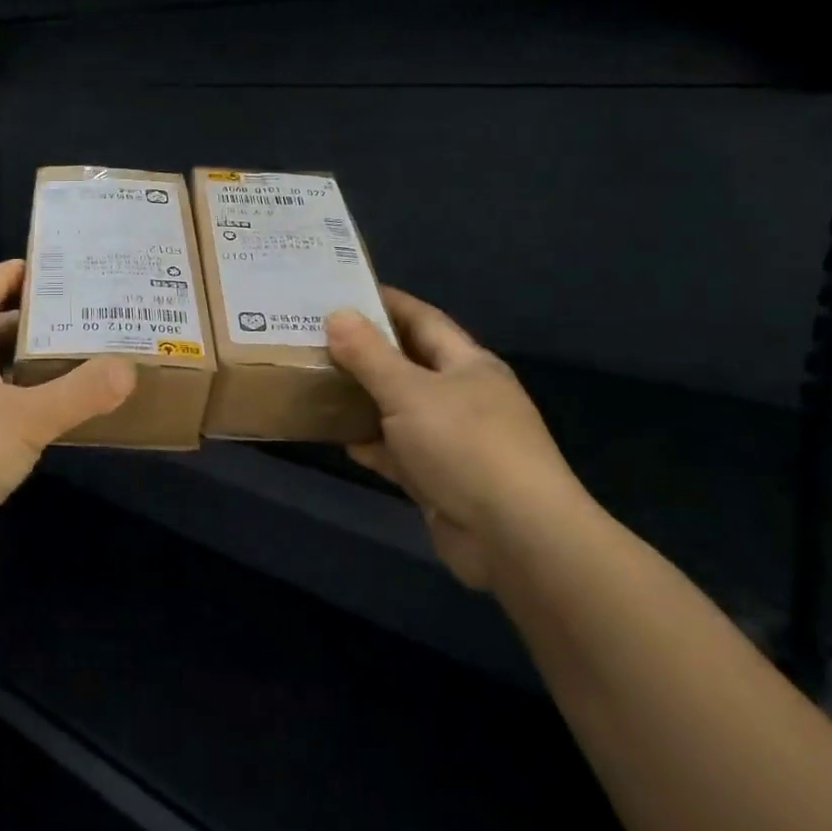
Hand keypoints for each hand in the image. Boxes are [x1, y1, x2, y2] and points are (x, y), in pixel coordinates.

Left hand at [0, 260, 134, 578]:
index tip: (47, 265)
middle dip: (32, 323)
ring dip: (27, 367)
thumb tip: (128, 368)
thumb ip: (79, 393)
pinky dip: (17, 405)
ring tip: (76, 363)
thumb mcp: (25, 420)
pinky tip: (47, 420)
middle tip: (82, 318)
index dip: (9, 274)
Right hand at [325, 288, 588, 590]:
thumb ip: (369, 354)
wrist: (515, 538)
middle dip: (365, 353)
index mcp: (467, 364)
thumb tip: (337, 314)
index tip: (341, 292)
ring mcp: (454, 441)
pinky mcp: (442, 480)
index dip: (385, 303)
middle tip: (316, 339)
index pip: (422, 319)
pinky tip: (342, 441)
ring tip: (317, 385)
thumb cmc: (464, 446)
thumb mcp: (409, 391)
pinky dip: (373, 446)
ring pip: (400, 410)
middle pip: (408, 364)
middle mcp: (463, 397)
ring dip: (364, 401)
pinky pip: (399, 453)